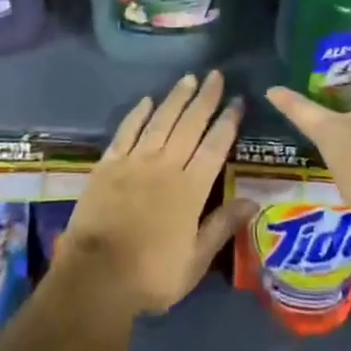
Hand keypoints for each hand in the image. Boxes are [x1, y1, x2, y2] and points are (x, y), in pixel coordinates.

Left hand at [55, 71, 252, 318]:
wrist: (96, 276)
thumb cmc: (152, 275)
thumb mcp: (195, 261)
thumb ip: (222, 226)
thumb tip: (253, 200)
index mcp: (191, 189)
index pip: (215, 147)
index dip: (228, 122)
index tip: (238, 101)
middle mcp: (165, 166)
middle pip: (189, 125)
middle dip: (205, 99)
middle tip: (216, 75)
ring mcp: (135, 161)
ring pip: (160, 121)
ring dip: (176, 98)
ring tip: (188, 79)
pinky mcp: (109, 164)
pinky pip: (126, 131)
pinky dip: (137, 114)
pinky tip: (146, 100)